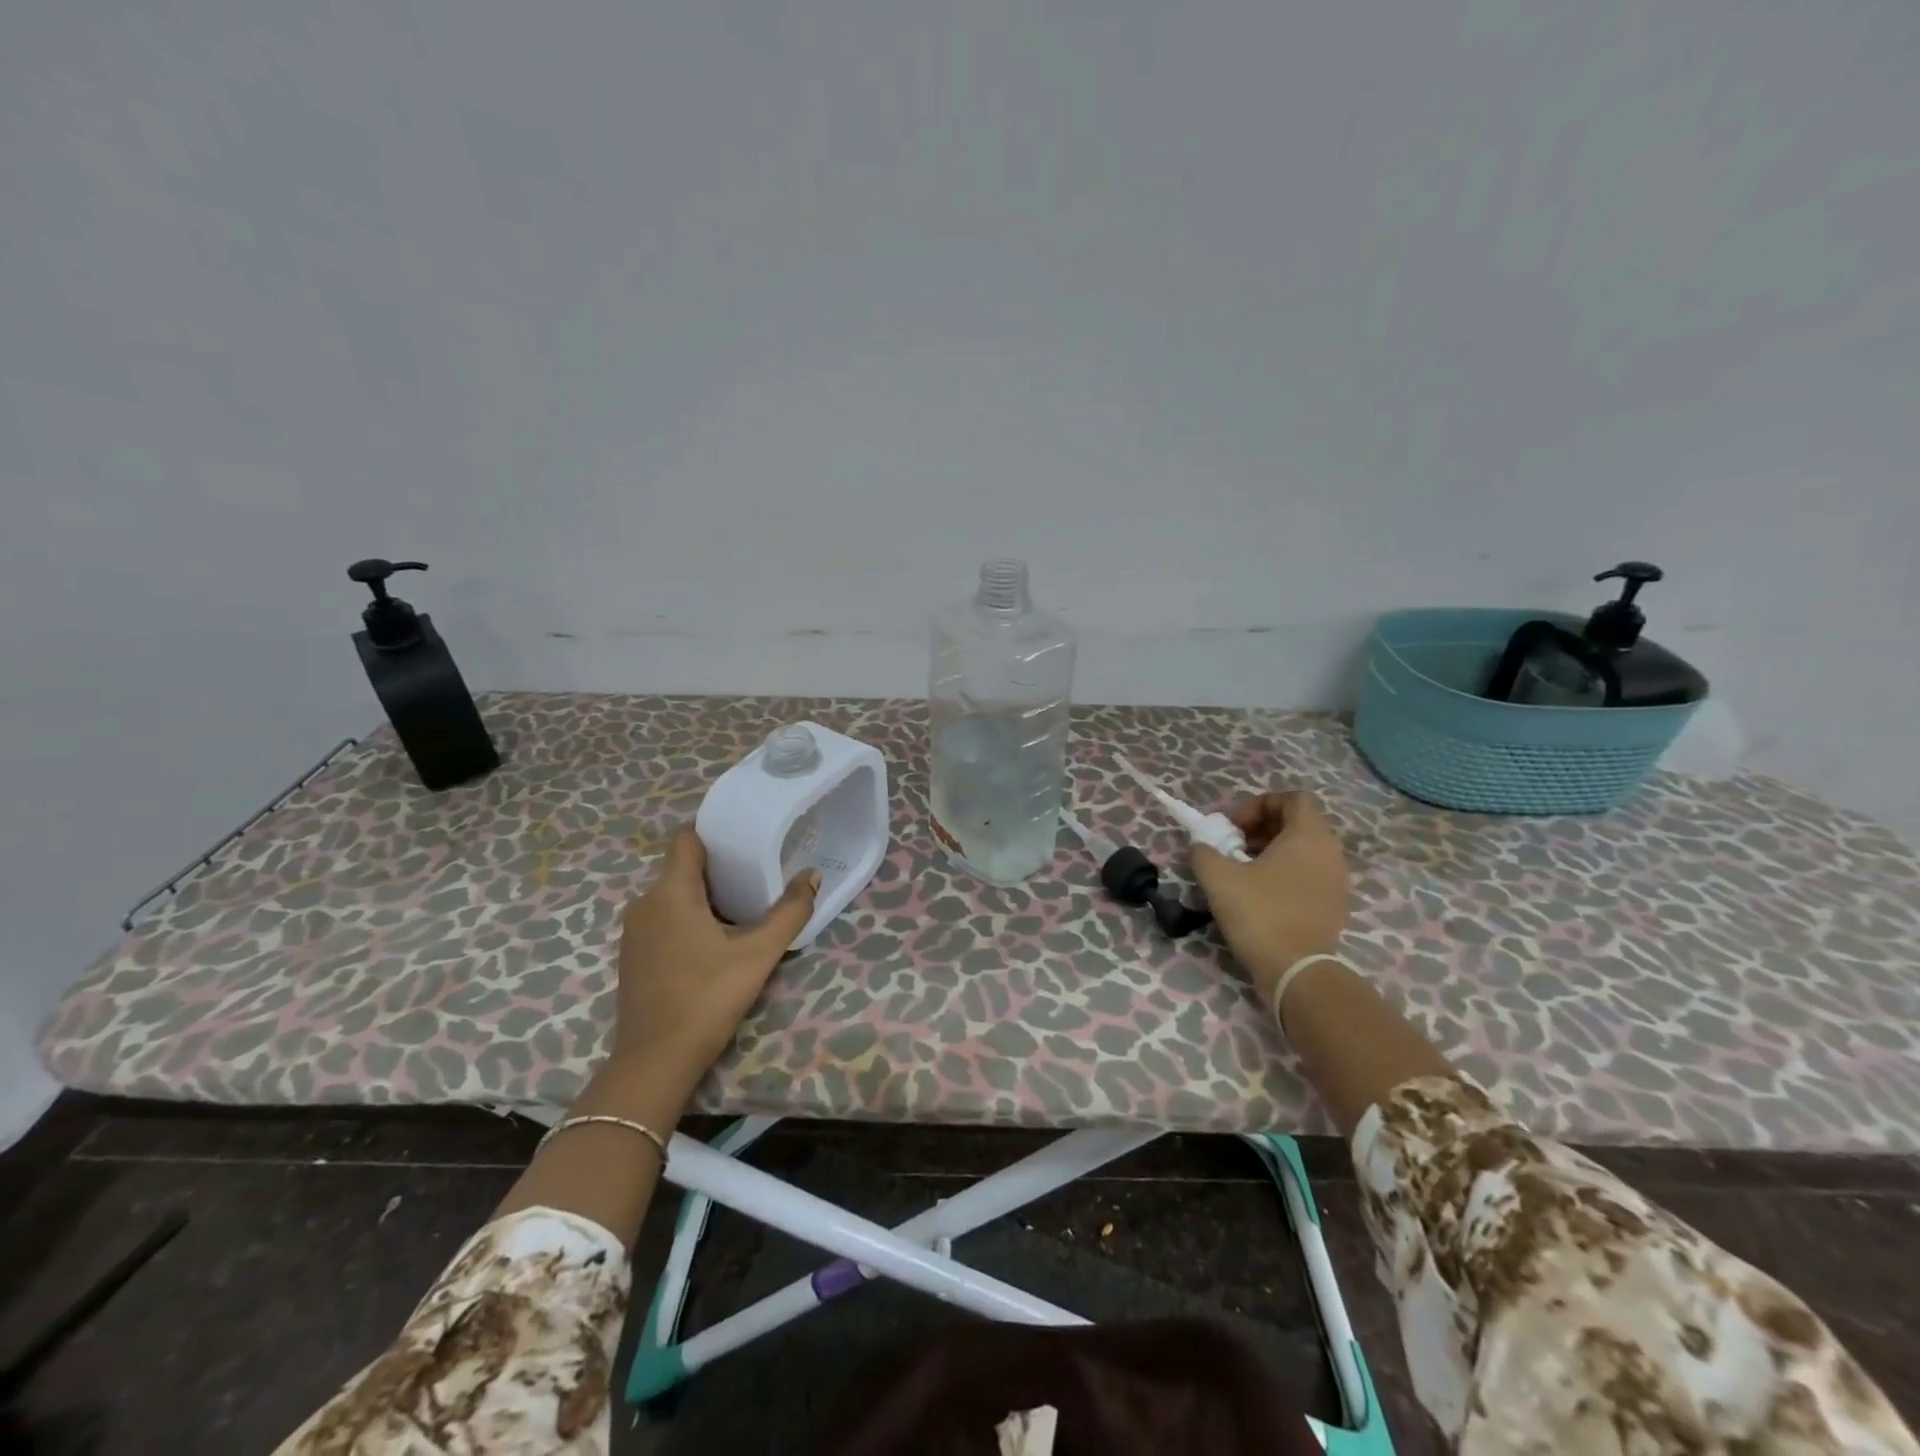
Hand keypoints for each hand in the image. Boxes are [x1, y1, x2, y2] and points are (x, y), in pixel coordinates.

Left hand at [609, 826, 818, 1100]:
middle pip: (682, 867)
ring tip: (743, 903)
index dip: (714, 830)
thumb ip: (789, 912)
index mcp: (670, 893)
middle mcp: (645, 903)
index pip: (686, 838)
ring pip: (673, 894)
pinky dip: (689, 917)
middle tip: (758, 871)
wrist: (655, 1062)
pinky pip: (663, 918)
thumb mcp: (758, 955)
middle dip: (718, 866)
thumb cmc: (707, 998)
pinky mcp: (634, 955)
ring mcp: (635, 932)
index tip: (745, 835)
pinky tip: (716, 938)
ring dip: (705, 895)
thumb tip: (812, 876)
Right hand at [1191, 791, 1350, 1007]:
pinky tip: (1258, 895)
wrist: (1297, 972)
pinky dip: (1284, 873)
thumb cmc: (1260, 914)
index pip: (1293, 798)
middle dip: (1260, 828)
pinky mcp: (1334, 905)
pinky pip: (1309, 873)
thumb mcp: (1218, 877)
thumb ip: (1204, 850)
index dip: (1258, 804)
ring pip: (1302, 850)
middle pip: (1297, 823)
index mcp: (1309, 836)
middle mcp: (1330, 852)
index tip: (1232, 826)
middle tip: (1231, 846)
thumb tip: (1203, 845)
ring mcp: (1337, 881)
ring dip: (1270, 851)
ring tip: (1241, 871)